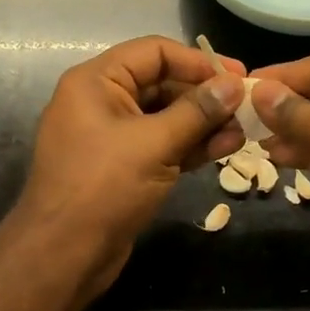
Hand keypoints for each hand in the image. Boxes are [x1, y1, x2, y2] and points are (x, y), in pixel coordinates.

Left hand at [15, 36, 246, 300]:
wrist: (63, 258)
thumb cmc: (103, 187)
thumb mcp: (155, 143)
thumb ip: (198, 111)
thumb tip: (235, 85)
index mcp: (97, 82)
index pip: (155, 52)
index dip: (198, 61)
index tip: (238, 76)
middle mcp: (104, 101)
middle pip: (164, 83)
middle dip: (206, 95)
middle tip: (246, 106)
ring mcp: (115, 136)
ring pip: (168, 116)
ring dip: (205, 122)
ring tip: (243, 131)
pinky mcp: (127, 166)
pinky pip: (164, 143)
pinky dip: (193, 145)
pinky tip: (226, 147)